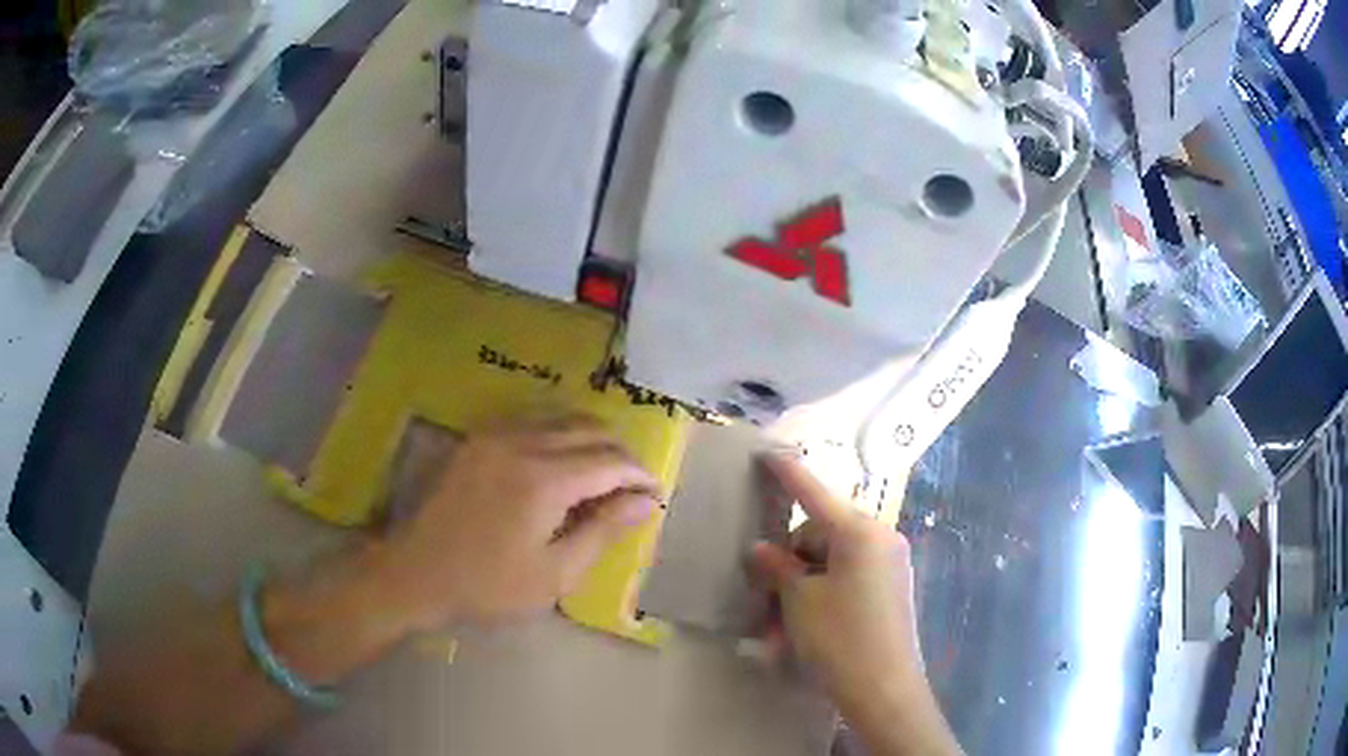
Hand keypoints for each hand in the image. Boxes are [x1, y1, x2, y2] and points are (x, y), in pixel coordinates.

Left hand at [373, 416, 659, 629]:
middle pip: (589, 431)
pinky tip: (562, 456)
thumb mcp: (554, 573)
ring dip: (591, 437)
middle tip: (633, 484)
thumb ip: (603, 531)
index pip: (610, 461)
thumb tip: (645, 501)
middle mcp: (522, 443)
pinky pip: (531, 419)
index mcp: (545, 480)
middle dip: (620, 453)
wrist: (415, 573)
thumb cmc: (488, 586)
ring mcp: (494, 435)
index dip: (640, 474)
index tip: (655, 492)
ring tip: (605, 469)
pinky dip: (558, 430)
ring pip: (560, 416)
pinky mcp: (477, 439)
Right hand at [752, 454, 961, 755]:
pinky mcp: (891, 587)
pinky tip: (803, 629)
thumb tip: (760, 549)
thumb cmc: (839, 639)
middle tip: (765, 600)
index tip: (766, 453)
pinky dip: (822, 596)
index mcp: (859, 532)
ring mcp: (889, 564)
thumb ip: (778, 567)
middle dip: (789, 564)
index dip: (787, 473)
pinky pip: (847, 579)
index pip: (815, 492)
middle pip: (820, 534)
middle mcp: (880, 539)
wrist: (884, 689)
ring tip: (779, 630)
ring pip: (830, 563)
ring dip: (801, 589)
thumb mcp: (799, 601)